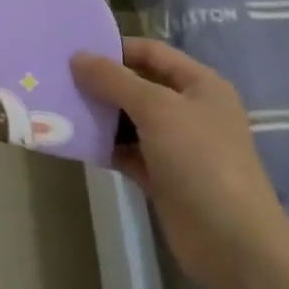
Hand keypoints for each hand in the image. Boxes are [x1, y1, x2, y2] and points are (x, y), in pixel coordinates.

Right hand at [72, 38, 288, 285]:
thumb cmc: (200, 160)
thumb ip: (115, 81)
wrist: (230, 239)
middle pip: (138, 86)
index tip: (72, 50)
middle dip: (101, 83)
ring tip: (57, 107)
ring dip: (99, 115)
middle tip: (57, 79)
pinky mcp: (161, 176)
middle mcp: (189, 110)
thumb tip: (77, 57)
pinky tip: (74, 141)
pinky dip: (104, 147)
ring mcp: (175, 145)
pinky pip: (126, 152)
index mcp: (200, 85)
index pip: (152, 53)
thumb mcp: (157, 109)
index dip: (115, 48)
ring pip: (129, 121)